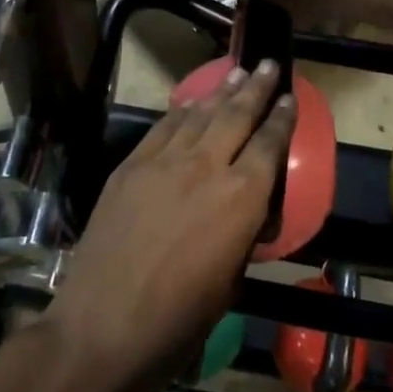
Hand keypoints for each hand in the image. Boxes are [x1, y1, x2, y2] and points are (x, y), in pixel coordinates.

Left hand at [47, 61, 295, 389]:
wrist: (103, 326)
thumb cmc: (177, 322)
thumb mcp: (229, 283)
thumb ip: (241, 236)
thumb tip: (244, 215)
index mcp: (240, 199)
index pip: (268, 145)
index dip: (282, 118)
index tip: (290, 96)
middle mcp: (205, 168)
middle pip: (236, 116)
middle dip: (256, 87)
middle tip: (269, 65)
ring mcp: (162, 162)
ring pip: (198, 115)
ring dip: (220, 93)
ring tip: (235, 73)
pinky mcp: (130, 167)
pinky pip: (162, 129)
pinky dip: (181, 112)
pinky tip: (189, 104)